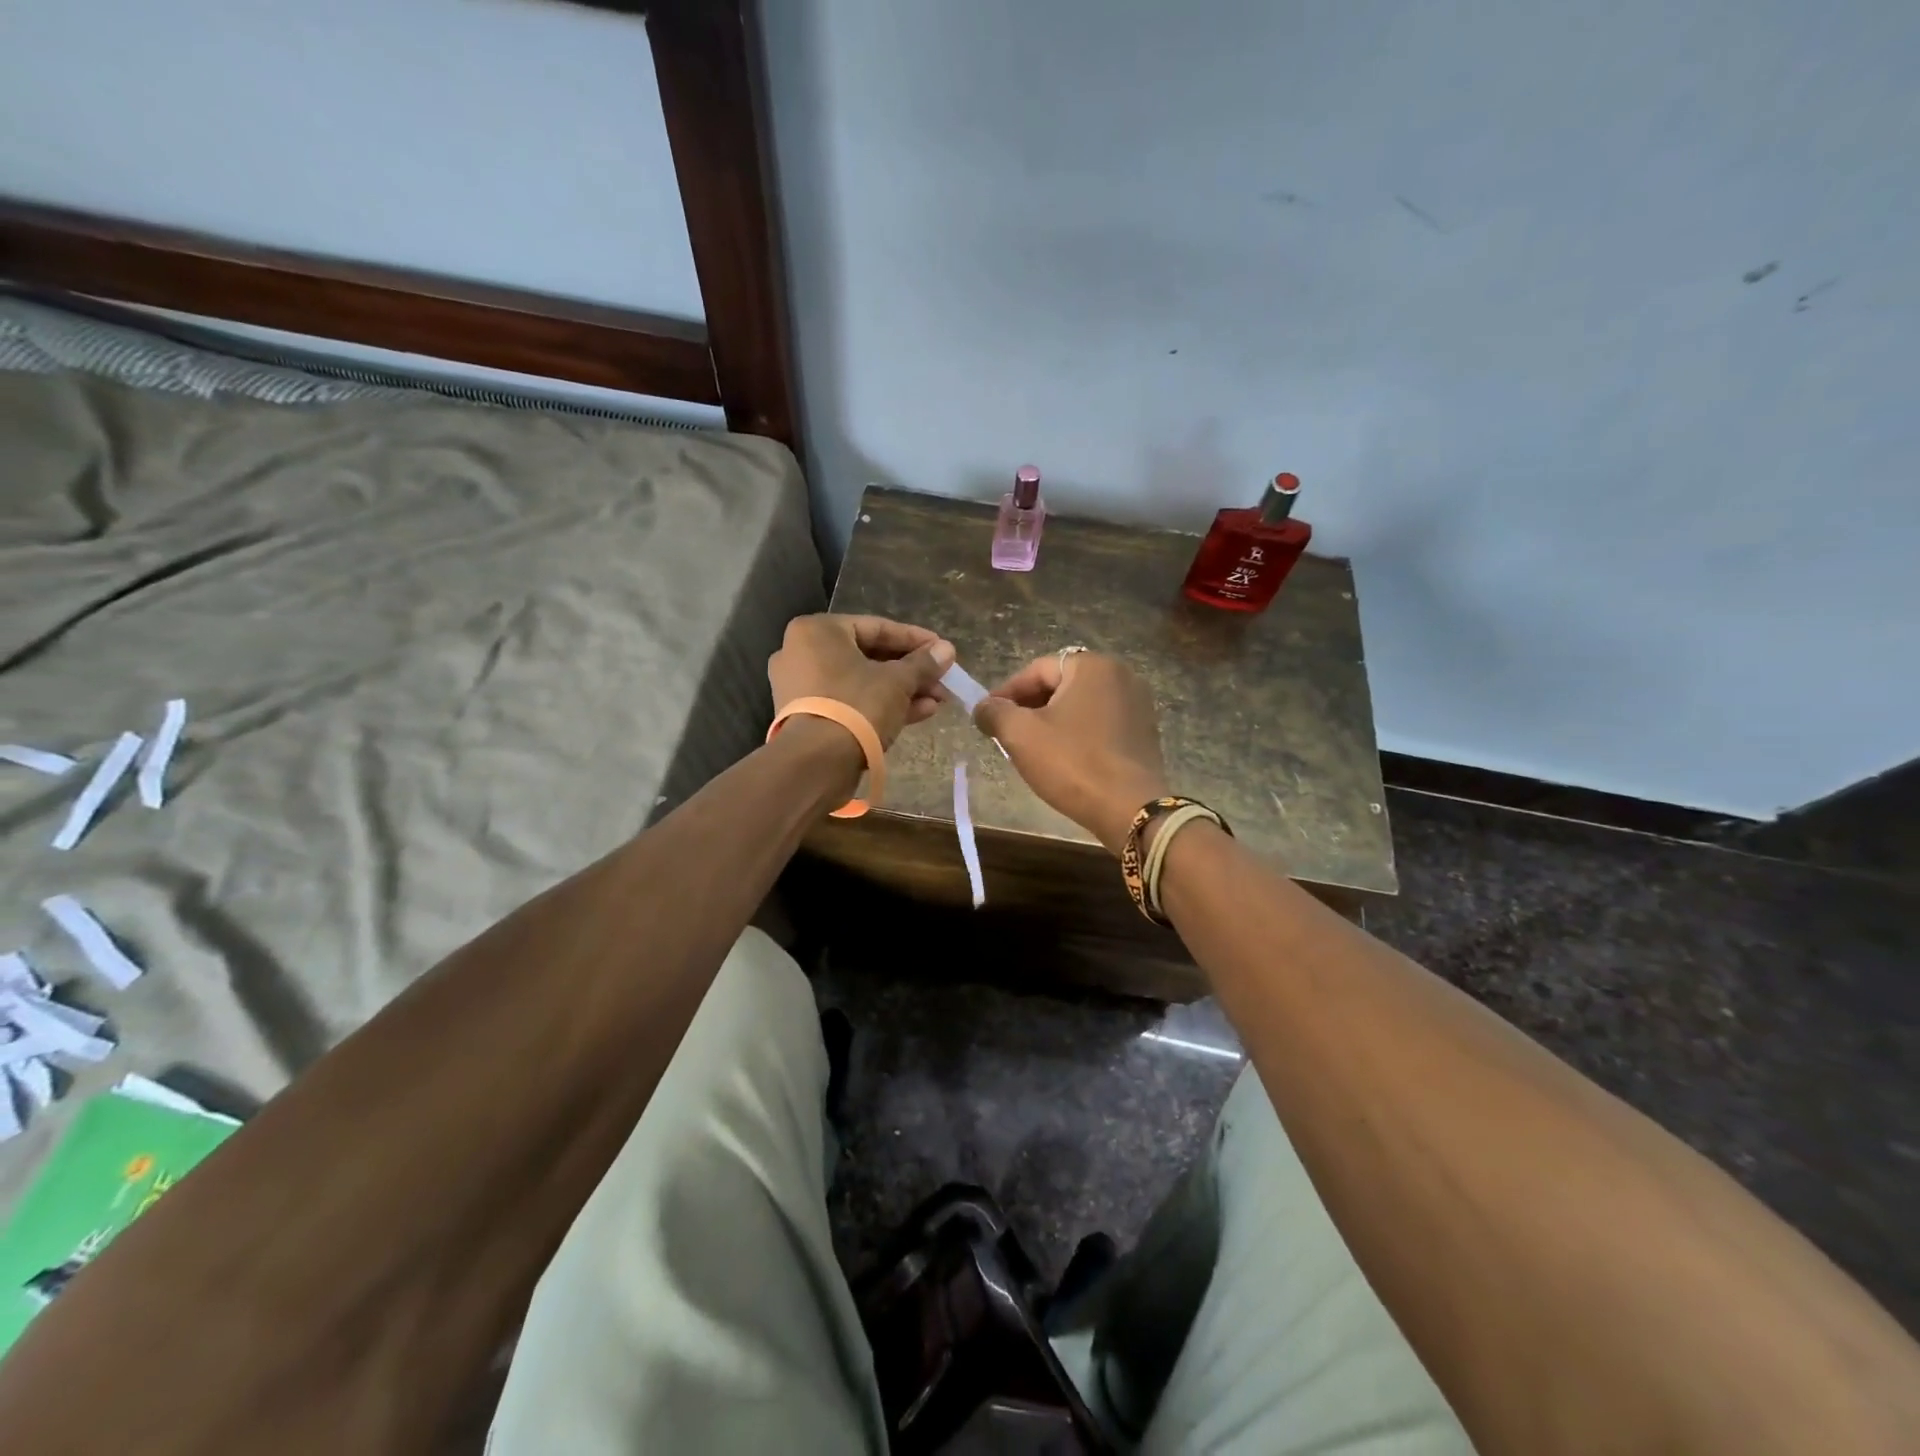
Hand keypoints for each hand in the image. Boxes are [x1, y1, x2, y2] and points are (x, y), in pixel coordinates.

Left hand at [768, 614, 954, 747]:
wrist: (816, 763)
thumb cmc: (856, 705)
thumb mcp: (897, 681)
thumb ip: (923, 663)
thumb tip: (947, 650)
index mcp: (817, 631)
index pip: (876, 627)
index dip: (916, 639)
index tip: (943, 650)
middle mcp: (801, 653)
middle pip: (869, 657)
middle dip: (911, 671)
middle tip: (942, 680)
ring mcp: (802, 688)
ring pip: (861, 683)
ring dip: (902, 691)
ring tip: (937, 701)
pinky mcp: (807, 717)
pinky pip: (849, 702)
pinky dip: (880, 705)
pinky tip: (919, 713)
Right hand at [975, 651, 1169, 855]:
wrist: (1130, 810)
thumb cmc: (1073, 764)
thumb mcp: (1021, 735)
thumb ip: (994, 712)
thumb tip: (983, 707)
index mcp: (1092, 666)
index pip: (1037, 670)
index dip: (1006, 693)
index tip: (986, 717)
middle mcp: (1121, 675)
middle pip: (1060, 685)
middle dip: (1030, 708)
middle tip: (1006, 735)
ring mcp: (1138, 704)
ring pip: (1080, 706)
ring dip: (1052, 723)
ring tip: (1031, 750)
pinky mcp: (1145, 732)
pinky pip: (1100, 724)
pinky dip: (1078, 735)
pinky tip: (1064, 760)